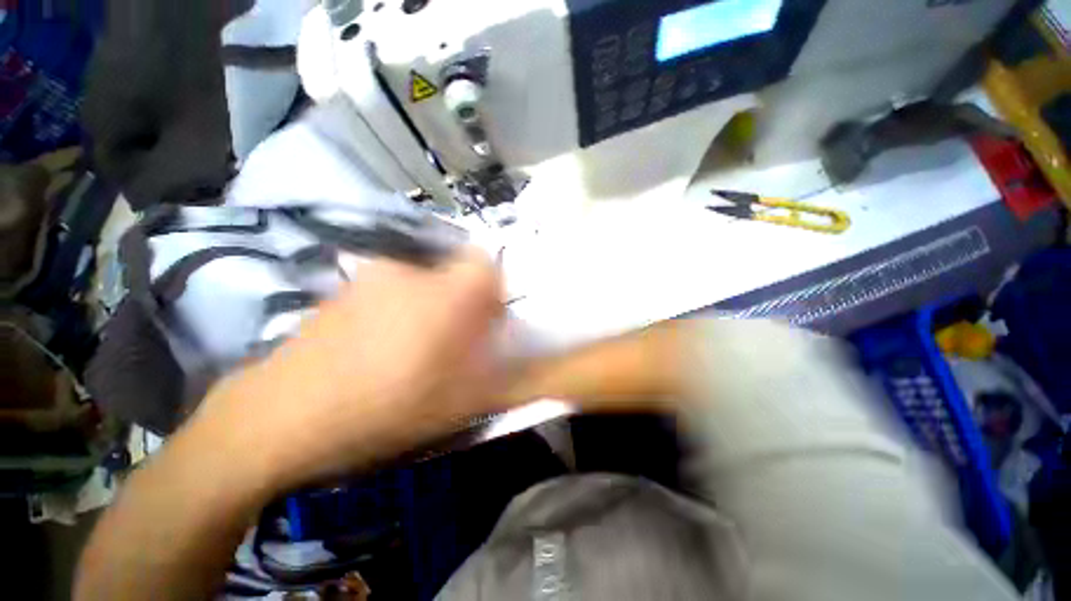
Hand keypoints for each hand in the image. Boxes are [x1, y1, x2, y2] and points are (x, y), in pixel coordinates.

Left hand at [194, 248, 504, 491]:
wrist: (283, 417)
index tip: (488, 322)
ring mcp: (374, 275)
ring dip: (432, 306)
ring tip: (414, 348)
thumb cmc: (389, 407)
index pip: (489, 263)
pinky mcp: (345, 287)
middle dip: (465, 302)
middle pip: (457, 272)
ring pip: (425, 280)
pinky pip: (391, 288)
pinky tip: (379, 346)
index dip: (495, 290)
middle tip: (455, 342)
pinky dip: (398, 308)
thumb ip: (510, 375)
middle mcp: (415, 271)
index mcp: (450, 293)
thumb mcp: (467, 401)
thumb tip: (531, 361)